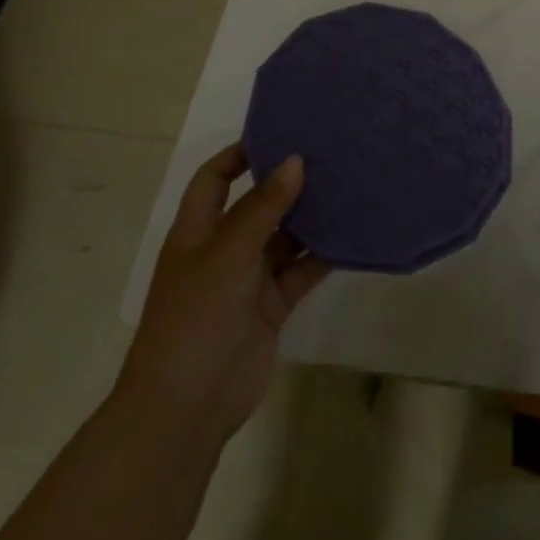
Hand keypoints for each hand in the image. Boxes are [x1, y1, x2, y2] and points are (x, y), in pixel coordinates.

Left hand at [117, 144, 330, 444]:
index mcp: (197, 231)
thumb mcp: (228, 253)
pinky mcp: (272, 306)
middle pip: (257, 205)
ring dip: (310, 217)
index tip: (280, 132)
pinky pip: (301, 270)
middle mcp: (222, 249)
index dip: (240, 154)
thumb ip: (263, 207)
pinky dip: (322, 254)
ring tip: (348, 185)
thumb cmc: (196, 316)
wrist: (187, 407)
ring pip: (284, 237)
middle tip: (329, 154)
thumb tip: (295, 160)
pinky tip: (351, 233)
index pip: (215, 179)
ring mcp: (248, 280)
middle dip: (287, 183)